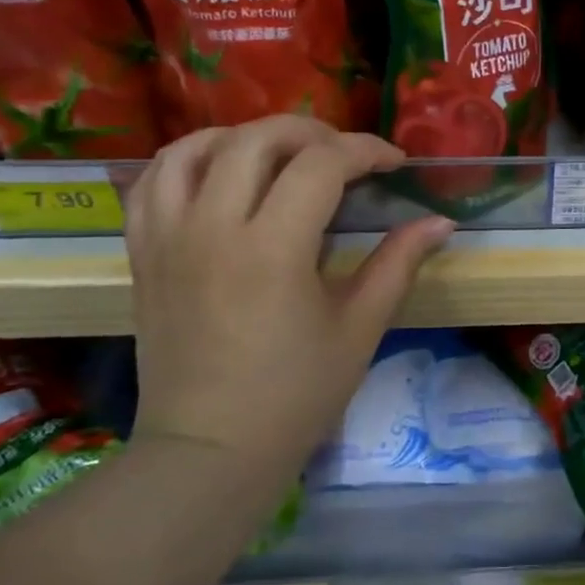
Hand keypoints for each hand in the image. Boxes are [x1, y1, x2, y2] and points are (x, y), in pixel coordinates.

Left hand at [125, 118, 453, 469]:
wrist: (208, 453)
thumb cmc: (295, 395)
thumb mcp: (360, 328)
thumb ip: (398, 263)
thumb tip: (441, 221)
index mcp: (273, 249)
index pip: (322, 164)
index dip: (366, 150)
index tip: (394, 163)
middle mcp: (213, 228)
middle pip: (258, 139)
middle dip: (312, 131)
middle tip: (345, 155)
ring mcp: (168, 238)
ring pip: (195, 147)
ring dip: (246, 136)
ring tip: (281, 155)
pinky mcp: (143, 254)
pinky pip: (152, 181)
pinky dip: (188, 159)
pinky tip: (218, 172)